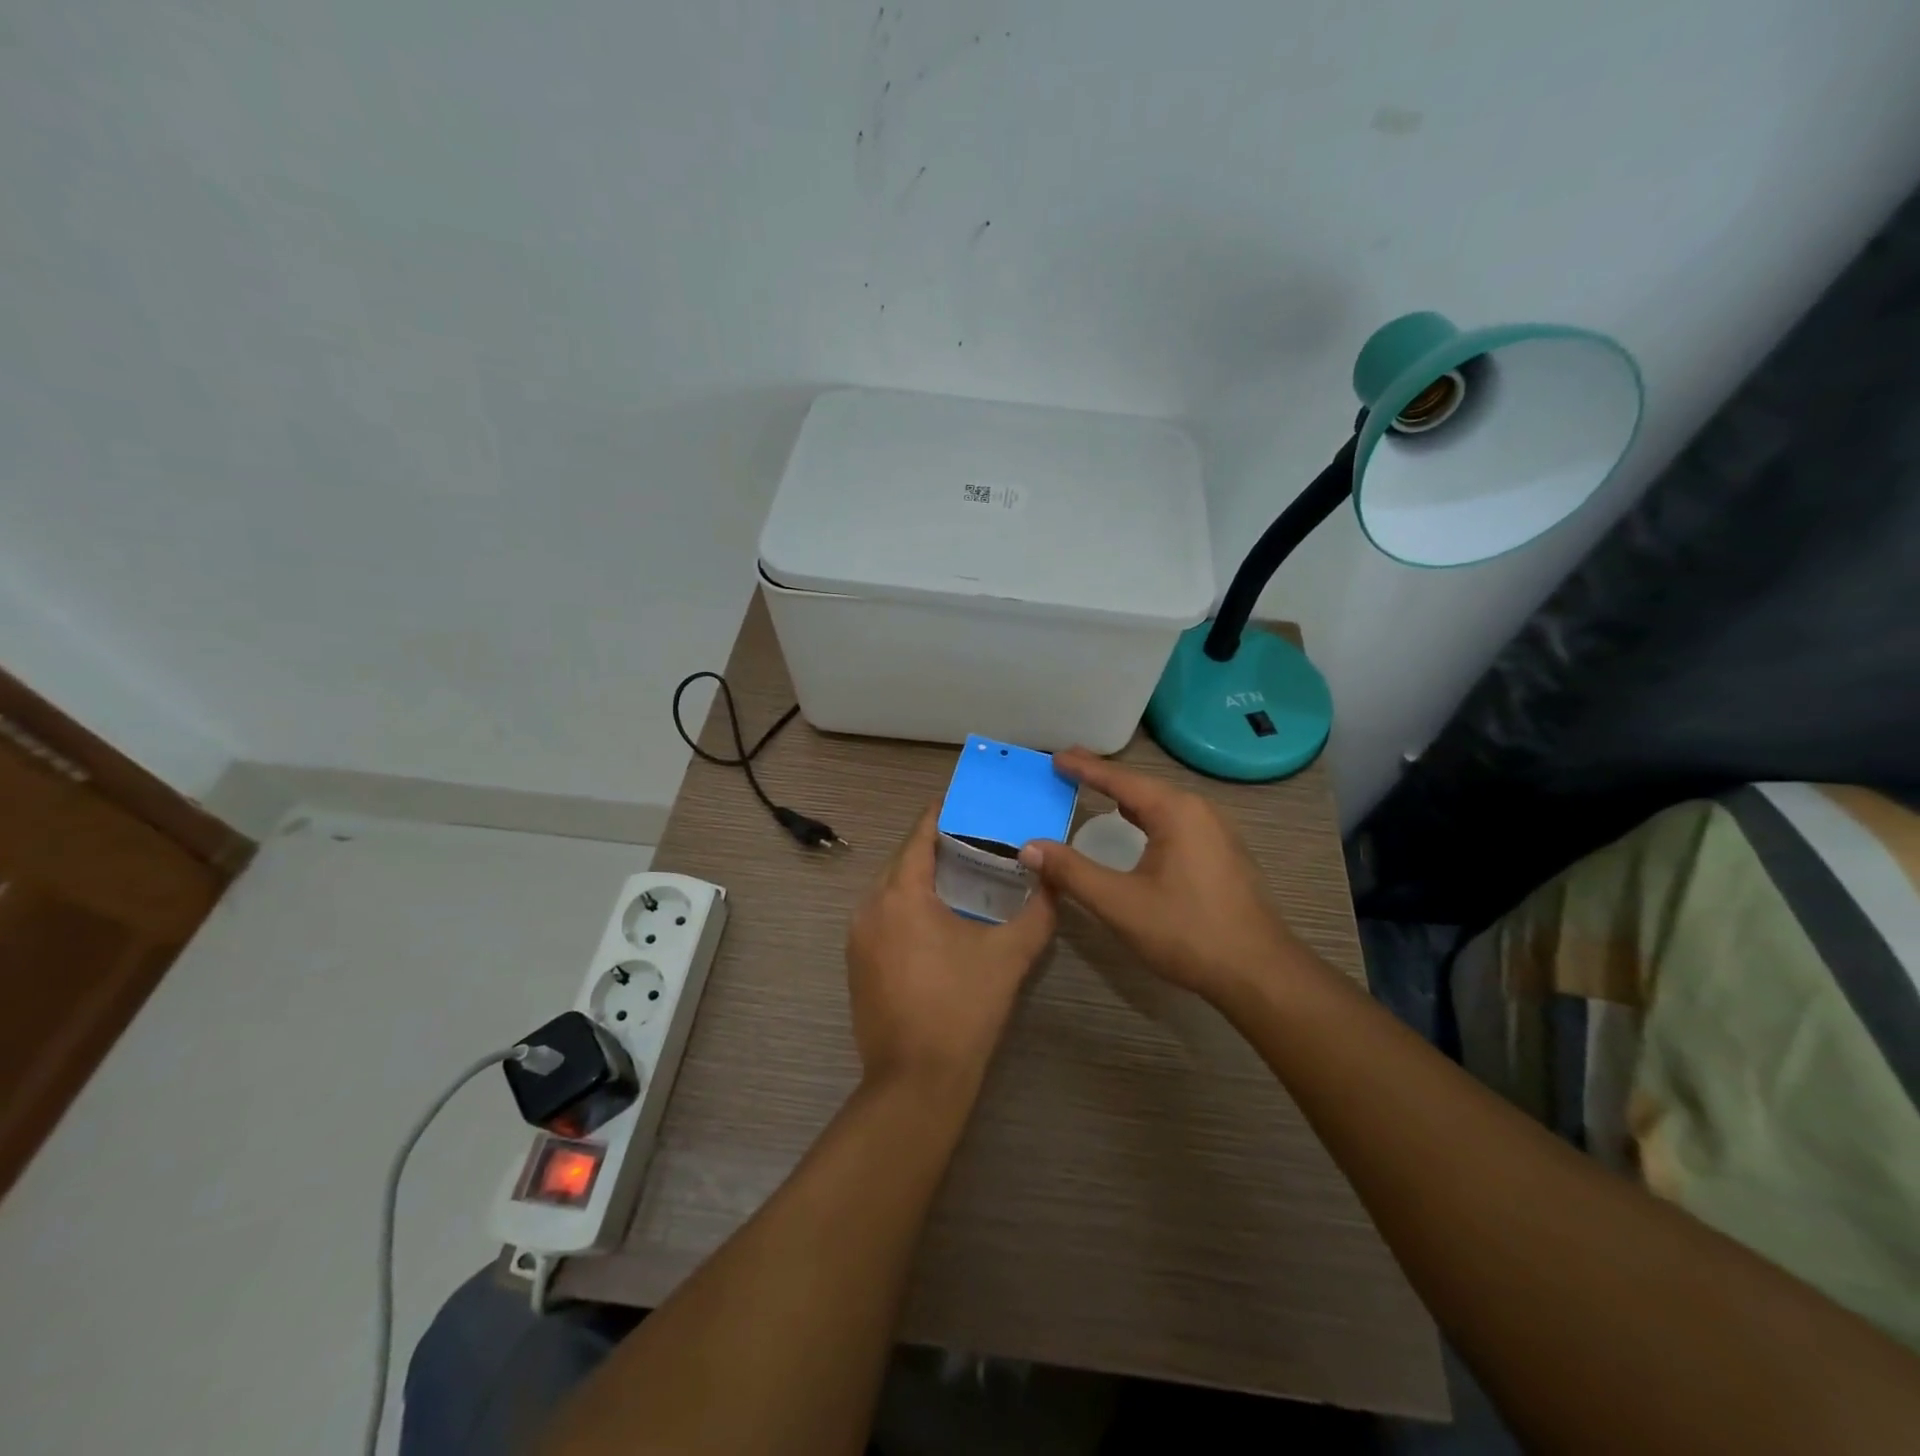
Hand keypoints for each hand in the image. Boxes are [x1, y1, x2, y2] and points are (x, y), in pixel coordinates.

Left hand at [846, 805, 1056, 1091]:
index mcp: (901, 895)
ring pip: (891, 891)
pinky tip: (938, 922)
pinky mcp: (857, 965)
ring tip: (962, 878)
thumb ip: (1037, 913)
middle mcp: (870, 908)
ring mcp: (858, 938)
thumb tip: (1055, 884)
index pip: (919, 836)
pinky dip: (908, 908)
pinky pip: (883, 918)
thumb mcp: (1009, 956)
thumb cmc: (962, 1008)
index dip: (942, 814)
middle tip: (978, 842)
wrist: (916, 1081)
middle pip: (903, 861)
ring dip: (922, 880)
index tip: (968, 803)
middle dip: (936, 848)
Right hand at [1017, 748, 1301, 1003]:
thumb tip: (1029, 847)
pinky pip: (1178, 821)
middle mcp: (1200, 811)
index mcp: (1176, 811)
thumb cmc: (1187, 932)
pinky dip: (1149, 816)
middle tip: (1070, 770)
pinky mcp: (1224, 853)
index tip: (1057, 757)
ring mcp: (1218, 831)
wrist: (1259, 972)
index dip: (1085, 768)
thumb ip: (1072, 872)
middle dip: (1106, 778)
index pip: (1121, 780)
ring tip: (1099, 792)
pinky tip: (1140, 828)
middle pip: (1144, 786)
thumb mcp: (1120, 903)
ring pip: (1163, 804)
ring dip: (1129, 798)